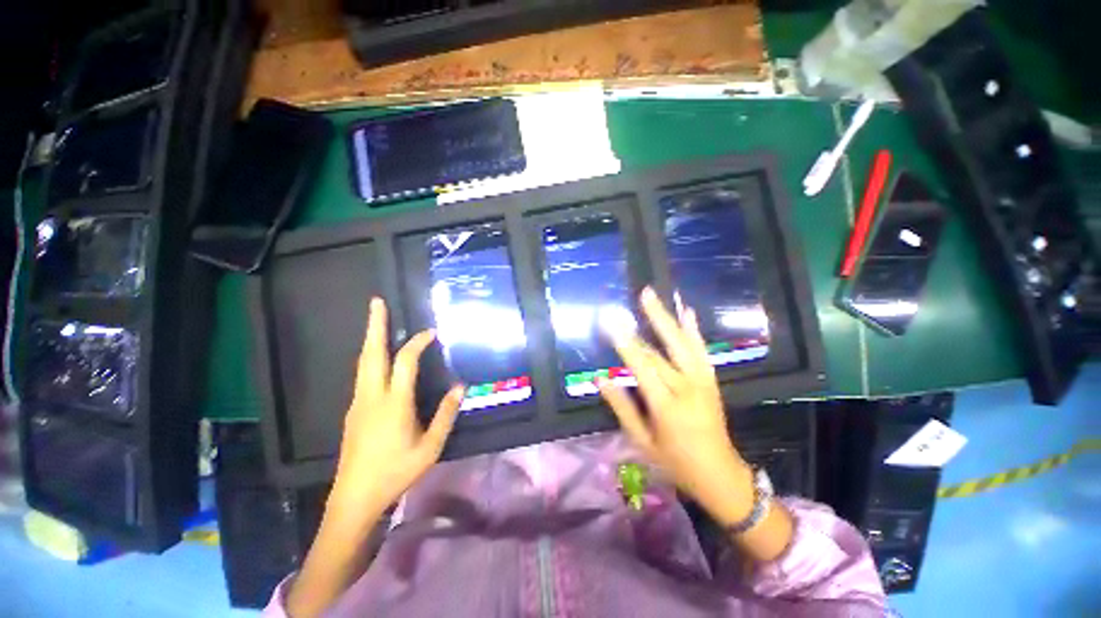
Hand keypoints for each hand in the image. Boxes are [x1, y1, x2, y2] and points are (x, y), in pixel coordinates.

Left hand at [329, 298, 464, 518]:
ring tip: (376, 321)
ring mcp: (358, 402)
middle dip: (374, 325)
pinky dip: (370, 356)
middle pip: (371, 353)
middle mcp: (372, 396)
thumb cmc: (396, 472)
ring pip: (363, 362)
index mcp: (393, 403)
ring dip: (370, 338)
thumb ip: (446, 414)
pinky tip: (377, 357)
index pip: (406, 361)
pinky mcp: (353, 410)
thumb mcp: (430, 447)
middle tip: (376, 302)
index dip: (418, 343)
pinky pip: (362, 374)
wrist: (354, 498)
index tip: (431, 332)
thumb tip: (461, 387)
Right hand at [598, 287, 754, 525]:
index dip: (625, 342)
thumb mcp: (641, 440)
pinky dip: (693, 329)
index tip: (610, 322)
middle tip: (635, 297)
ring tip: (654, 295)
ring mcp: (702, 381)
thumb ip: (621, 407)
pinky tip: (687, 311)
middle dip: (645, 321)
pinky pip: (701, 350)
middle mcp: (686, 388)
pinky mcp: (711, 380)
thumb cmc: (675, 461)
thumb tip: (600, 379)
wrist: (720, 474)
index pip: (642, 366)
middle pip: (661, 350)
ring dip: (667, 317)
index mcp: (666, 405)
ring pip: (683, 343)